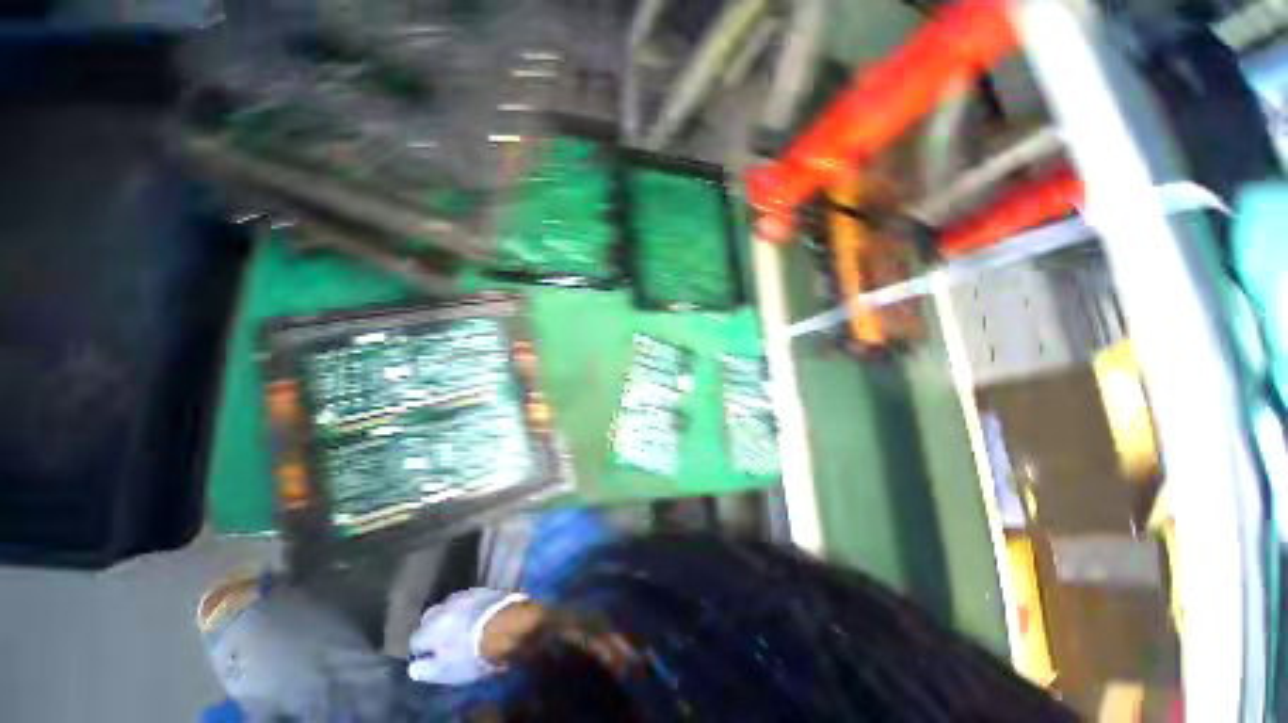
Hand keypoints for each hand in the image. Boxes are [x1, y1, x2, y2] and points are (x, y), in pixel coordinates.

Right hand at [407, 588, 527, 684]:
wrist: (506, 625)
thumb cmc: (472, 653)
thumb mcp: (444, 671)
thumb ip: (424, 669)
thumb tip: (414, 666)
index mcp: (430, 628)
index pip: (415, 640)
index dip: (421, 650)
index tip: (429, 657)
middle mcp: (443, 607)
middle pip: (430, 617)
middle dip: (433, 628)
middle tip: (444, 640)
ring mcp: (465, 594)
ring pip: (450, 605)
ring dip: (452, 615)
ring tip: (462, 626)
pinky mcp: (484, 588)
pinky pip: (471, 598)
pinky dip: (470, 606)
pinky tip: (477, 614)